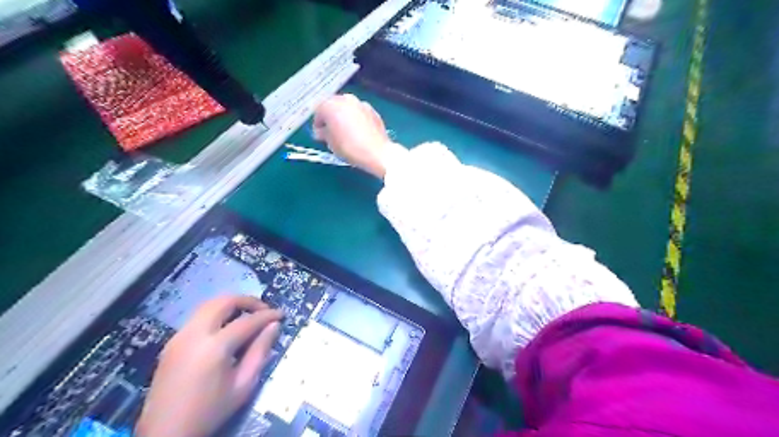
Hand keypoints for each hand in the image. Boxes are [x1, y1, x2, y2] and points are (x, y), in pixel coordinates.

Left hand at [134, 296, 283, 434]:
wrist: (165, 433)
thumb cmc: (210, 411)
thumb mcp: (243, 385)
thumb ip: (260, 351)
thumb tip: (274, 326)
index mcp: (214, 347)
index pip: (247, 321)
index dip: (267, 315)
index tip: (281, 315)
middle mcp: (194, 334)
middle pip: (223, 302)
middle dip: (247, 301)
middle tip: (263, 310)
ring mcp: (179, 336)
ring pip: (208, 305)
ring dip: (231, 305)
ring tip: (247, 316)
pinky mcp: (172, 342)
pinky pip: (198, 317)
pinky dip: (217, 314)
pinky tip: (227, 328)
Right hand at [313, 94, 408, 178]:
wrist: (376, 152)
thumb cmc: (349, 147)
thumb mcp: (330, 143)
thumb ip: (323, 134)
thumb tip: (321, 131)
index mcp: (331, 105)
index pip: (318, 110)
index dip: (318, 123)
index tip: (319, 133)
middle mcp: (346, 99)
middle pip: (333, 105)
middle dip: (331, 117)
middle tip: (332, 131)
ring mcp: (361, 103)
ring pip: (347, 108)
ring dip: (344, 116)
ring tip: (345, 132)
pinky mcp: (373, 111)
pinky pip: (359, 113)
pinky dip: (356, 119)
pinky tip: (358, 132)